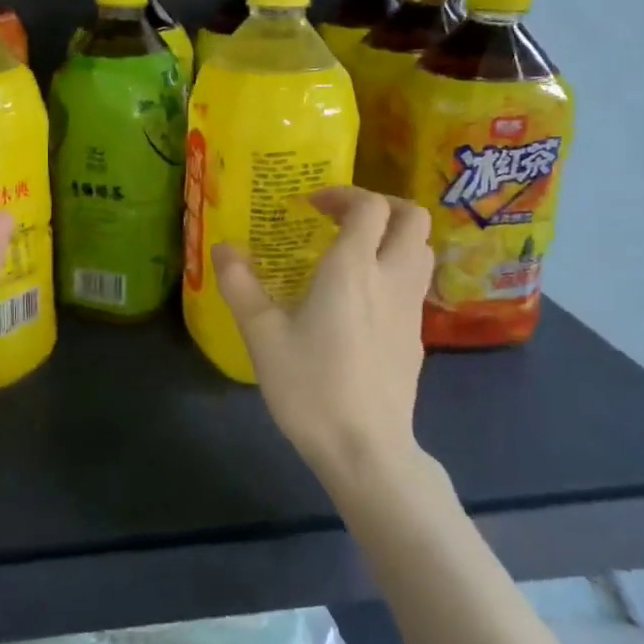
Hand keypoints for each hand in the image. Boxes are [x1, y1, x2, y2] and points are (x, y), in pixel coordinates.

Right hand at [213, 187, 435, 485]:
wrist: (365, 449)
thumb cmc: (310, 386)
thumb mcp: (262, 335)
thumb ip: (240, 285)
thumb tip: (222, 247)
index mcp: (353, 269)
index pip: (370, 207)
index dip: (344, 194)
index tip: (312, 204)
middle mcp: (390, 278)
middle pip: (413, 218)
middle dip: (382, 205)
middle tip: (343, 217)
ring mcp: (411, 308)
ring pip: (422, 250)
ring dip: (394, 236)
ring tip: (355, 251)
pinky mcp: (416, 336)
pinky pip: (415, 283)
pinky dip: (395, 270)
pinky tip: (362, 298)